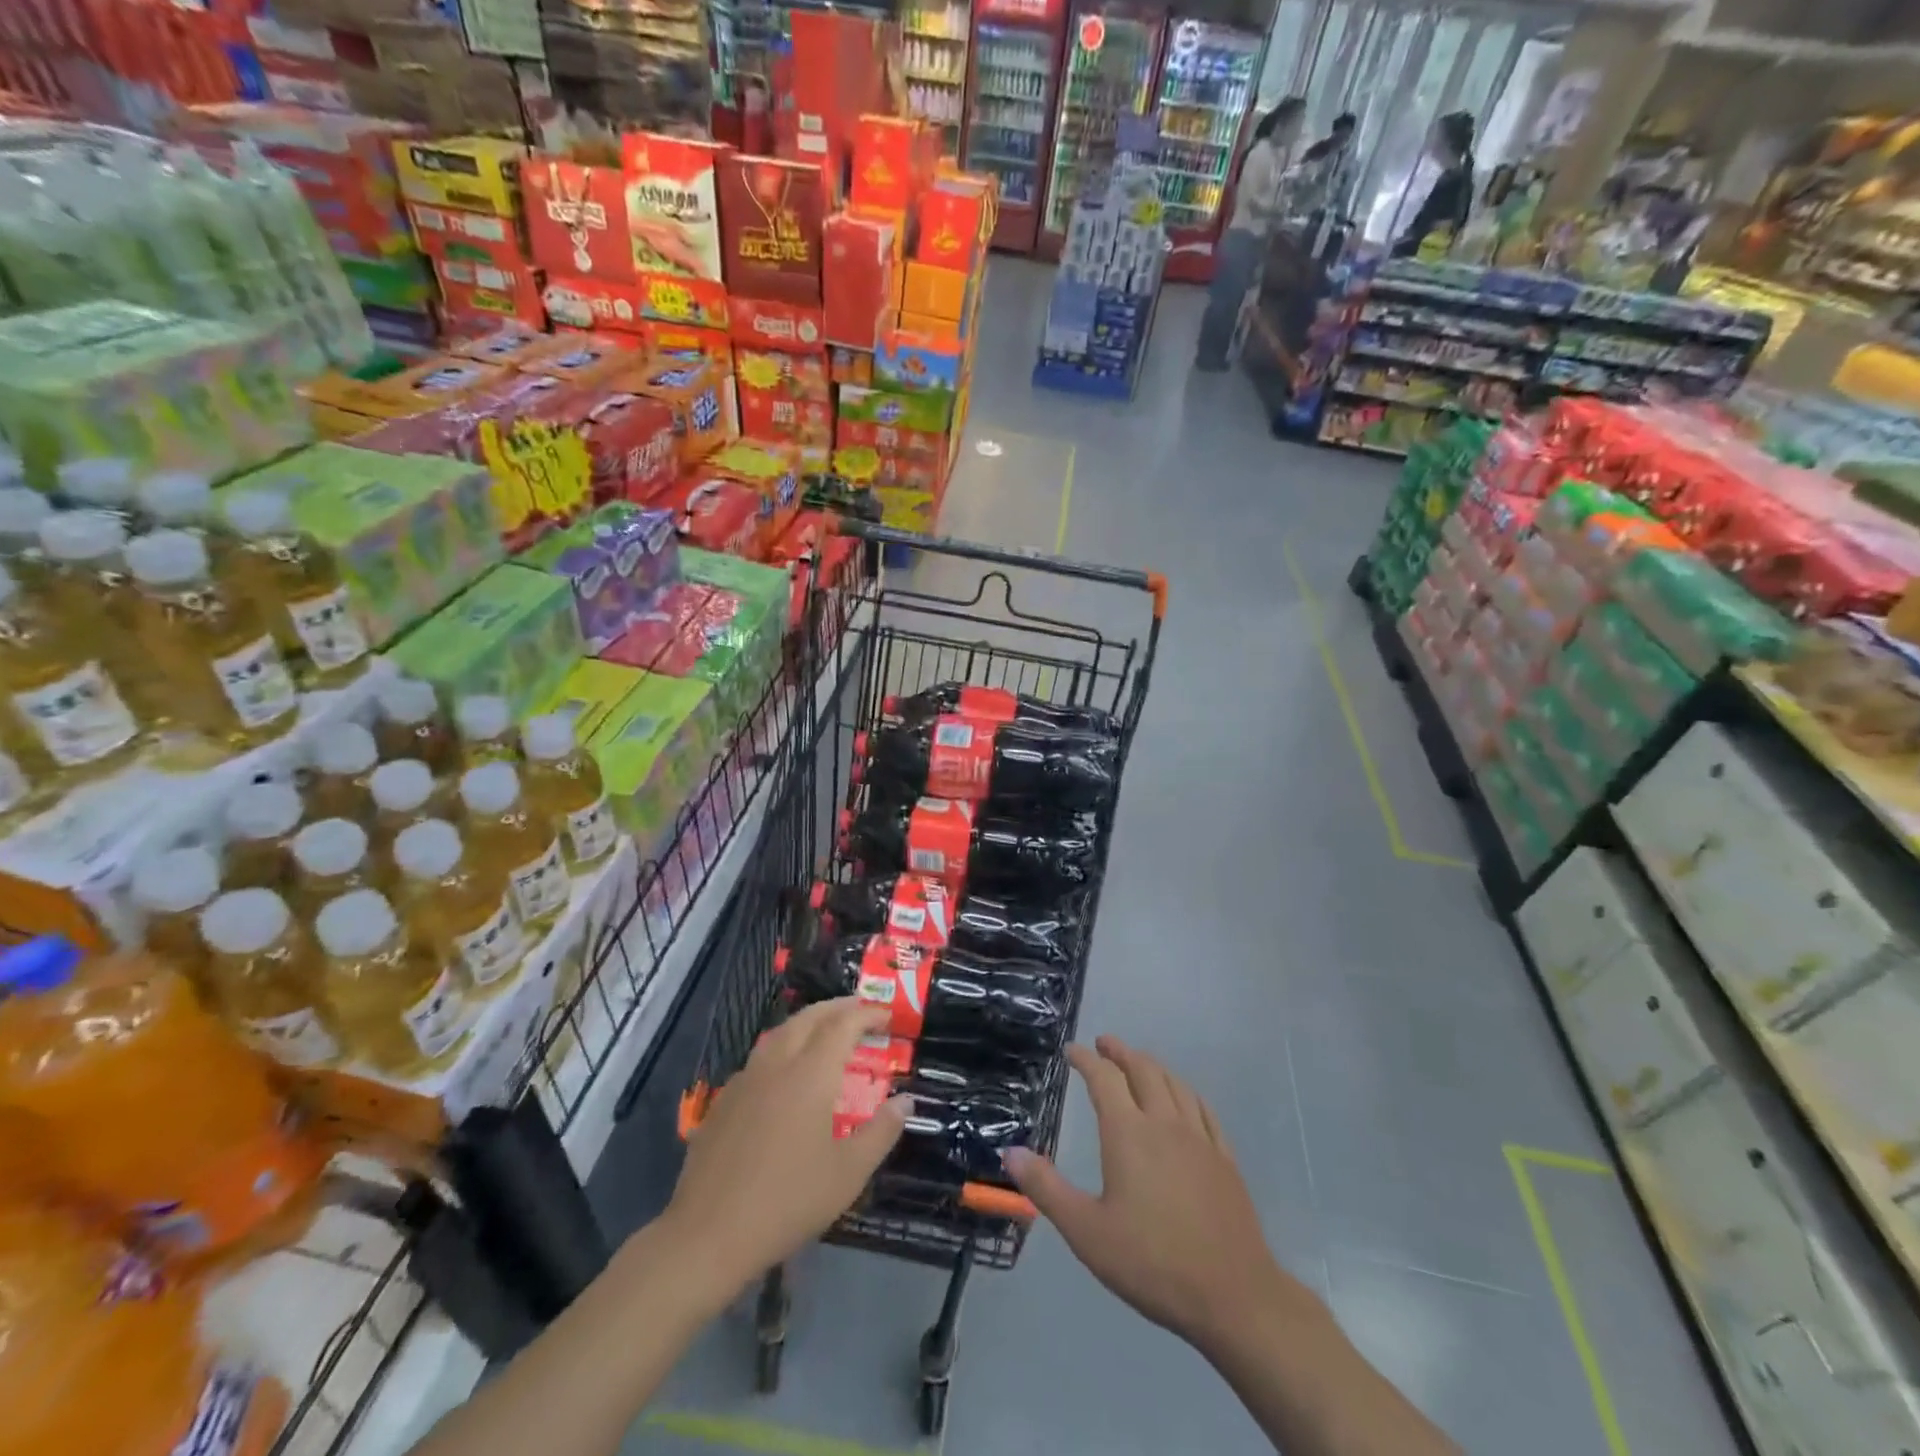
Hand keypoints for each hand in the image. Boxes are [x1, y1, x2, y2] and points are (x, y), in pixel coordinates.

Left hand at [663, 999, 910, 1298]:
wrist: (708, 1235)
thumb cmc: (788, 1203)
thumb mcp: (848, 1174)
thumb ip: (881, 1132)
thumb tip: (905, 1101)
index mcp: (810, 1075)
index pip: (843, 1025)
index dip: (866, 1014)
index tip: (886, 1015)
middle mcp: (777, 1064)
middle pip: (809, 1017)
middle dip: (837, 1007)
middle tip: (860, 1010)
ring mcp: (745, 1080)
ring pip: (780, 1033)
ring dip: (808, 1022)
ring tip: (826, 1031)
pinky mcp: (723, 1100)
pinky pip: (760, 1058)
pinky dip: (783, 1048)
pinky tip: (786, 1073)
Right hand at [1005, 1036, 1313, 1354]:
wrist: (1233, 1296)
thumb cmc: (1152, 1262)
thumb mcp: (1086, 1232)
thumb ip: (1046, 1189)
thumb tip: (1010, 1153)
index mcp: (1128, 1133)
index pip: (1104, 1078)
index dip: (1085, 1059)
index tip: (1071, 1051)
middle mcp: (1164, 1123)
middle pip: (1143, 1070)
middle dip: (1120, 1052)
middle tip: (1104, 1044)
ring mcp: (1200, 1139)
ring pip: (1174, 1084)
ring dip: (1152, 1065)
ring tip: (1139, 1062)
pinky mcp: (1225, 1159)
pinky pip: (1203, 1109)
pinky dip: (1185, 1091)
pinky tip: (1183, 1098)